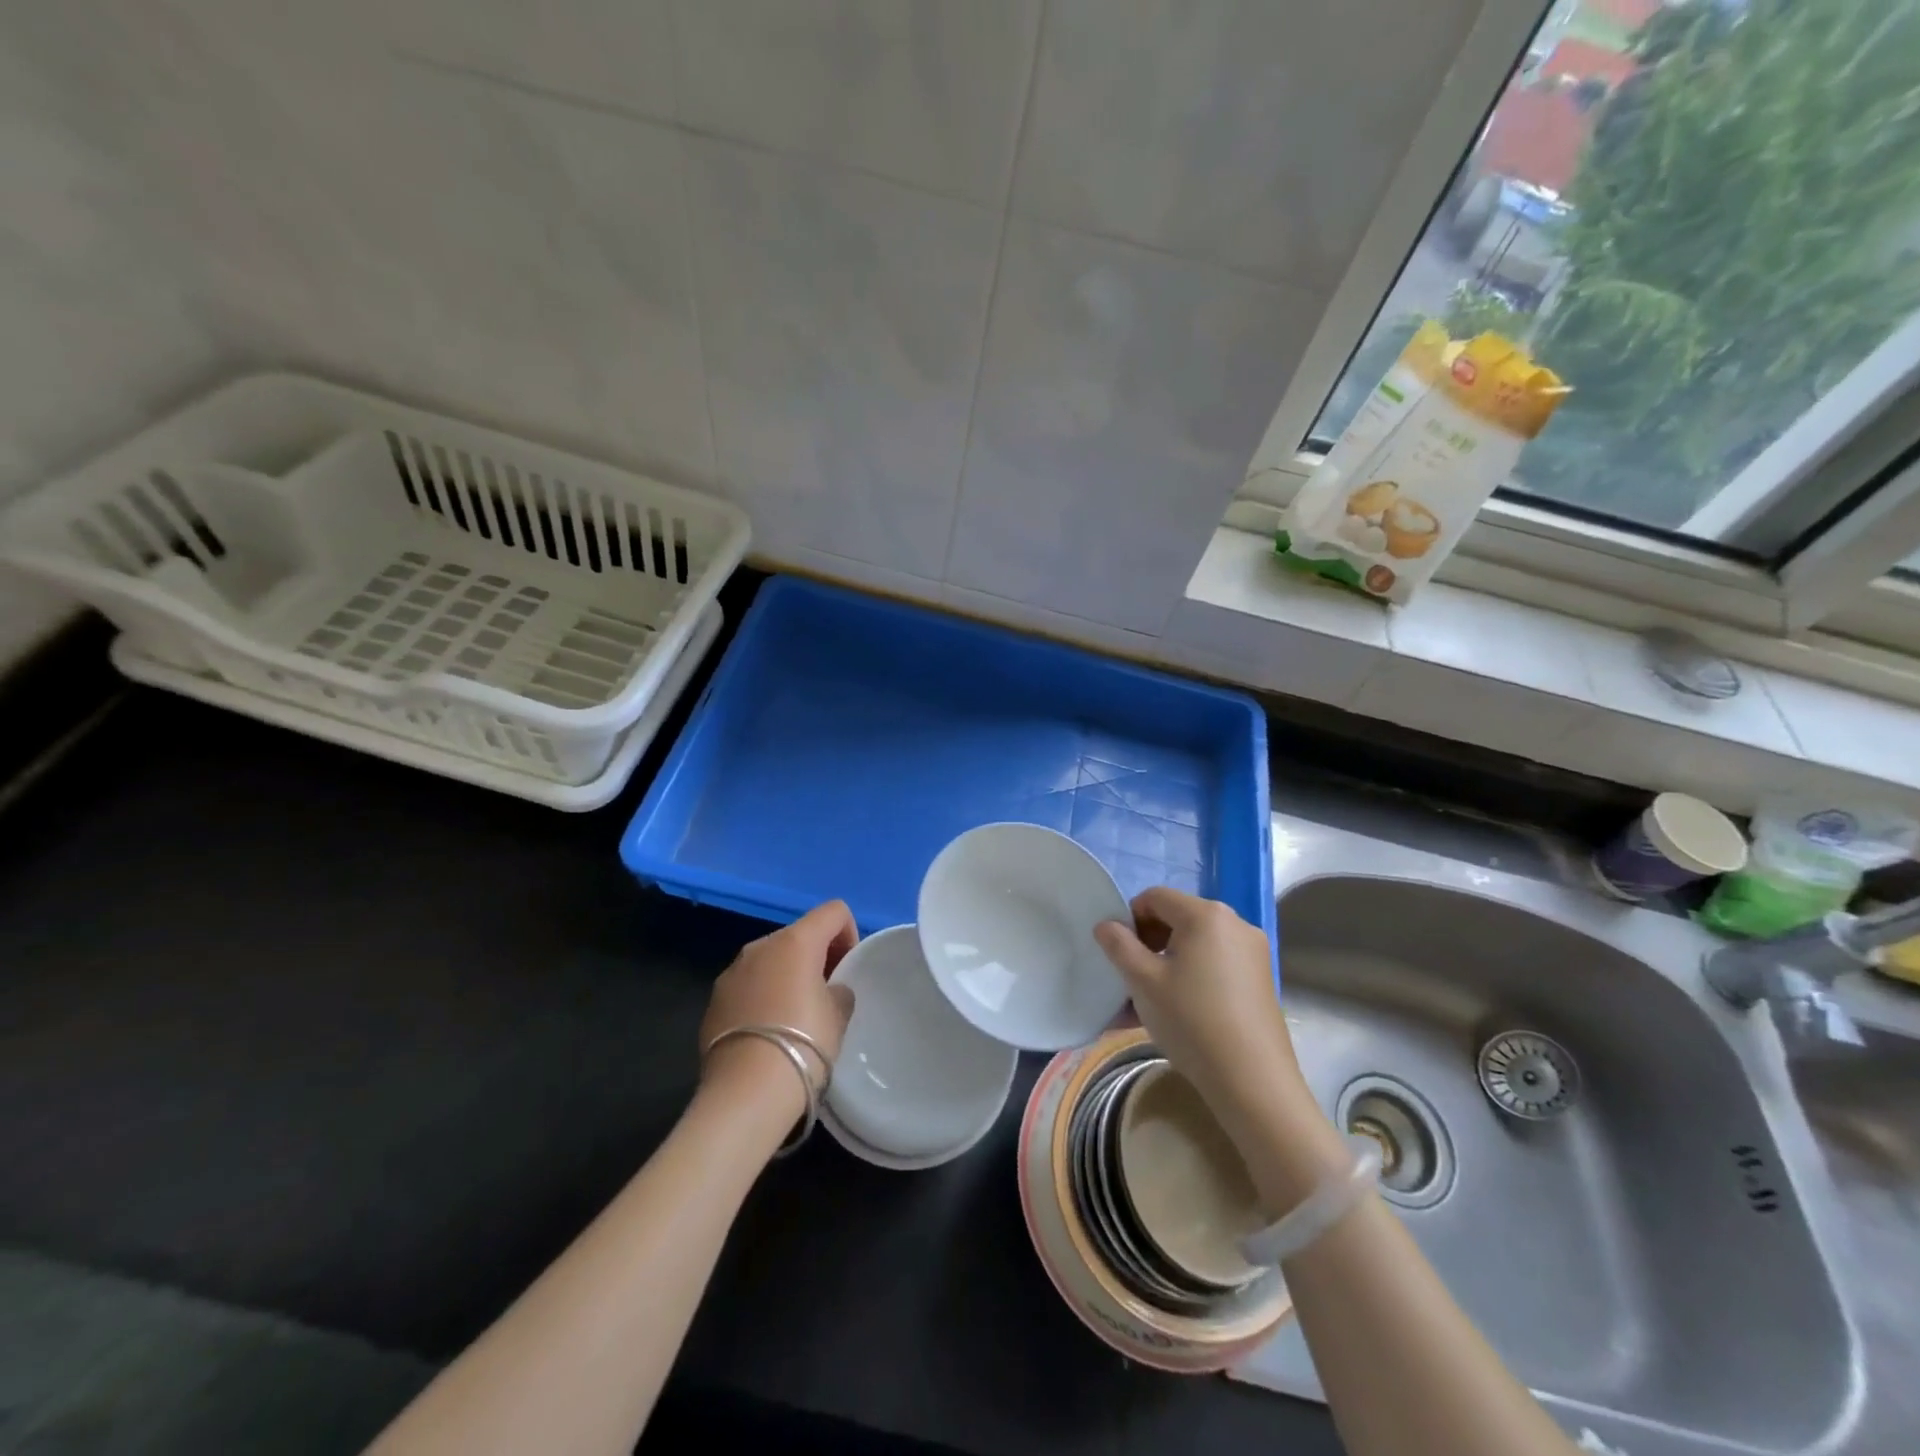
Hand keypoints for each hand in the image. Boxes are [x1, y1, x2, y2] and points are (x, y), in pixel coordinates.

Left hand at [700, 901, 858, 1121]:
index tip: (847, 970)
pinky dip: (762, 997)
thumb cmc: (803, 1044)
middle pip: (799, 935)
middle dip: (816, 957)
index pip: (834, 912)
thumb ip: (839, 991)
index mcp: (795, 941)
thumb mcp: (838, 1016)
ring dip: (787, 976)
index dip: (849, 934)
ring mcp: (731, 972)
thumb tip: (829, 990)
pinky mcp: (713, 1001)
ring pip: (770, 961)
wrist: (745, 1094)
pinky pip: (748, 986)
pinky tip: (768, 1034)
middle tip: (826, 996)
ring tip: (795, 1017)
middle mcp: (760, 946)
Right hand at [1093, 888, 1322, 1151]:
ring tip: (1150, 1002)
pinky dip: (1193, 977)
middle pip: (1178, 918)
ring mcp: (1253, 952)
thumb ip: (1119, 945)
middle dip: (1149, 943)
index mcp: (1206, 914)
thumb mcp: (1143, 981)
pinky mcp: (1261, 979)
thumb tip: (1106, 925)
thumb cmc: (1191, 1021)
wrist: (1253, 1082)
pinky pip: (1216, 964)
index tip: (1119, 953)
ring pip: (1196, 945)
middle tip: (1132, 978)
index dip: (1130, 919)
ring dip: (1168, 963)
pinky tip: (1179, 1012)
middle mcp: (1235, 923)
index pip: (1155, 897)